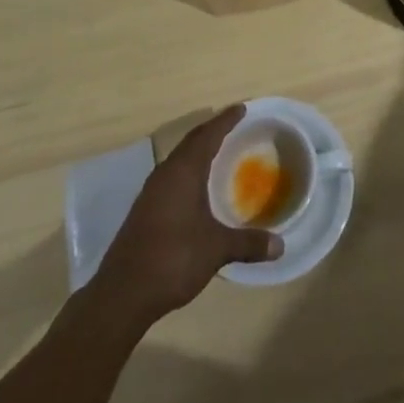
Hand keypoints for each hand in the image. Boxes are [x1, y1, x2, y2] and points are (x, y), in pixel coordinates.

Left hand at [92, 104, 282, 327]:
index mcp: (183, 171)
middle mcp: (165, 174)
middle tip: (233, 125)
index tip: (242, 108)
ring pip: (179, 160)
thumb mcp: (216, 249)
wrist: (123, 293)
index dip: (226, 120)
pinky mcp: (144, 210)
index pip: (208, 135)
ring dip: (198, 151)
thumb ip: (248, 243)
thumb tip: (280, 246)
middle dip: (212, 131)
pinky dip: (188, 172)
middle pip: (191, 142)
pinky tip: (197, 188)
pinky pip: (171, 177)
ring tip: (218, 152)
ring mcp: (151, 192)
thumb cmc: (173, 258)